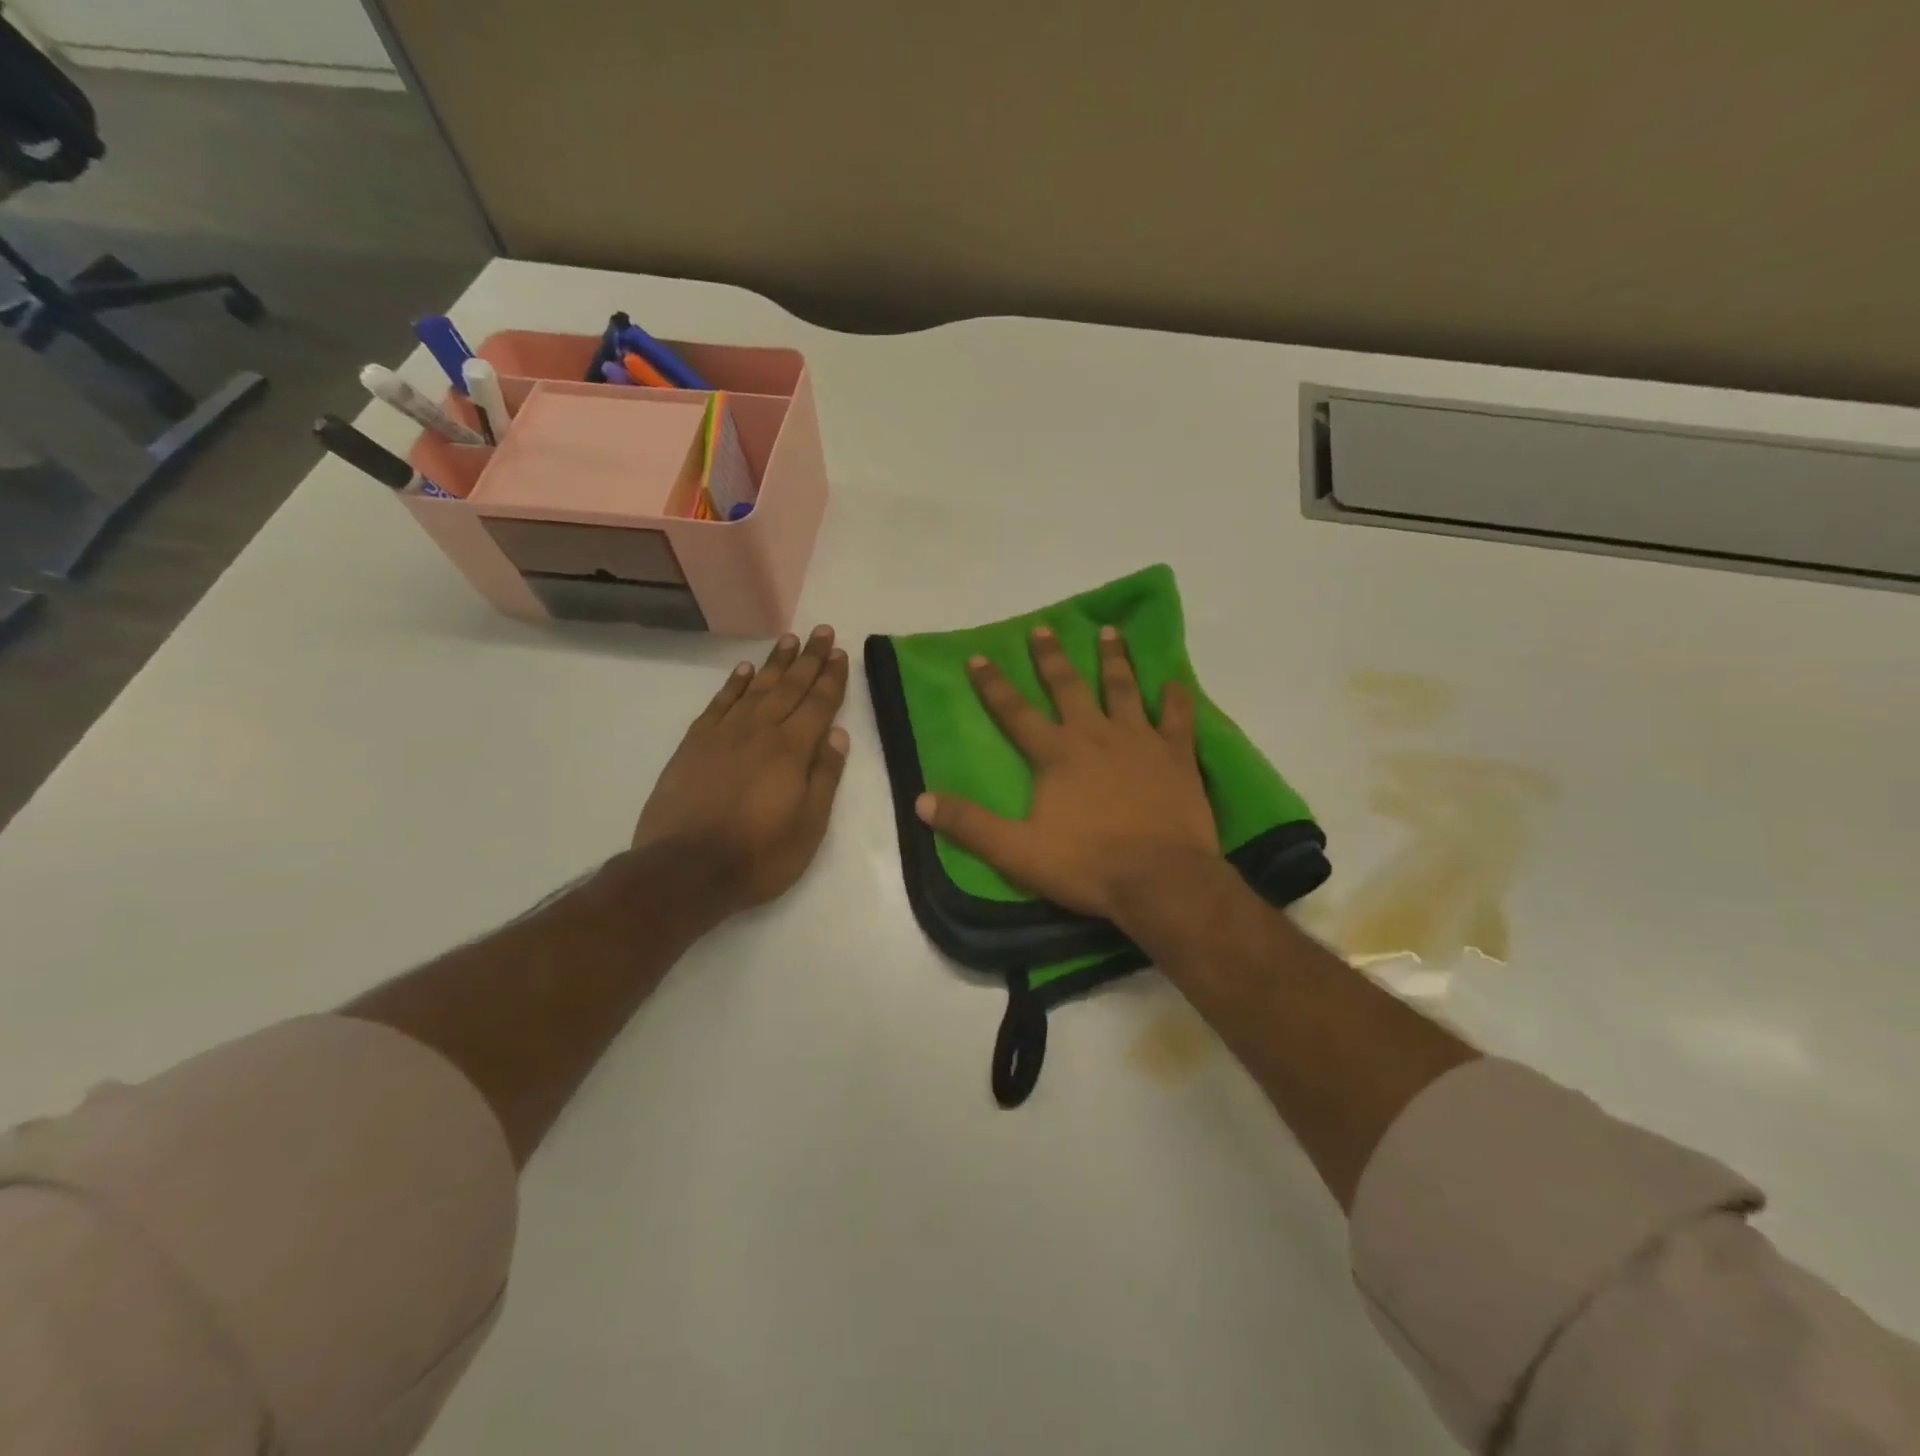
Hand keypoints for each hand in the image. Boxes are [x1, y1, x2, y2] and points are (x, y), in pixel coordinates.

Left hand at [632, 626, 850, 916]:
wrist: (685, 870)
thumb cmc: (759, 855)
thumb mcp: (809, 826)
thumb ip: (825, 777)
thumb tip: (838, 735)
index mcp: (792, 750)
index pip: (818, 704)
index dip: (831, 677)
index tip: (839, 652)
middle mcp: (759, 732)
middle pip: (789, 687)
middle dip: (808, 658)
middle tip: (820, 631)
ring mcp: (723, 735)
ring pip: (755, 688)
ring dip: (775, 663)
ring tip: (788, 639)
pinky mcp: (694, 745)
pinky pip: (719, 703)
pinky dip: (734, 684)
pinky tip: (745, 670)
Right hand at [915, 624, 1219, 923]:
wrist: (1162, 880)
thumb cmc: (1088, 865)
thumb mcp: (1018, 852)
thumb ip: (971, 825)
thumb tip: (921, 800)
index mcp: (1057, 754)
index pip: (1015, 712)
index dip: (993, 684)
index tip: (978, 656)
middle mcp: (1096, 735)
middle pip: (1069, 687)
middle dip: (1052, 657)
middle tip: (1044, 628)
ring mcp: (1141, 741)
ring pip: (1124, 689)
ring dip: (1114, 659)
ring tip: (1109, 631)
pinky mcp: (1177, 756)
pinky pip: (1179, 718)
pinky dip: (1177, 698)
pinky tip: (1175, 681)